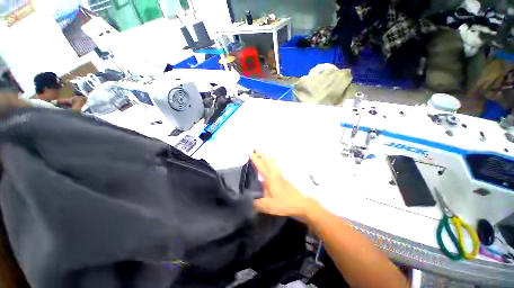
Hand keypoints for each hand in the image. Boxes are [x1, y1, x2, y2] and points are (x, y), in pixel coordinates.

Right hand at [251, 150, 310, 219]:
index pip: (261, 167)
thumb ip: (257, 204)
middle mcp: (275, 175)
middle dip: (261, 155)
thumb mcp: (269, 206)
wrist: (302, 204)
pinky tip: (273, 165)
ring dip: (267, 158)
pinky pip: (276, 168)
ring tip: (263, 153)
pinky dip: (272, 163)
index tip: (250, 152)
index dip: (255, 160)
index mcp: (270, 179)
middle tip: (256, 148)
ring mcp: (280, 177)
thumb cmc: (285, 204)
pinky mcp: (284, 180)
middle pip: (267, 162)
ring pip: (272, 164)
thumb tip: (248, 202)